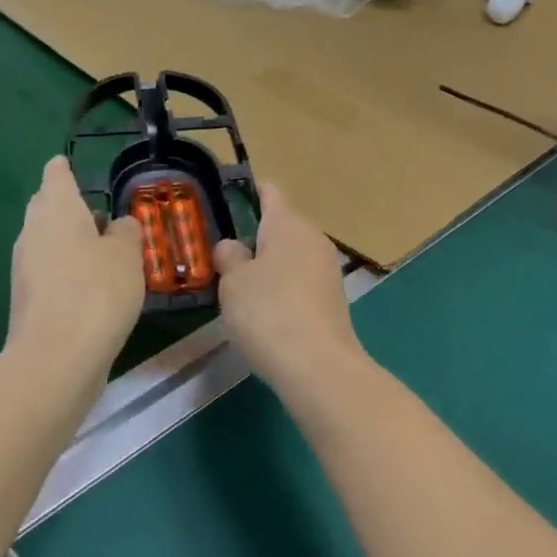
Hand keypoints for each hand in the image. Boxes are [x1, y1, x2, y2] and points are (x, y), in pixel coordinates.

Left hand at [5, 158, 144, 377]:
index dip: (64, 169)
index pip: (56, 176)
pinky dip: (66, 267)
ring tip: (102, 247)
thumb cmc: (97, 292)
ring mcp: (25, 268)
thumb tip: (117, 226)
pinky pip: (48, 269)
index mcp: (57, 210)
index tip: (71, 165)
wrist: (57, 359)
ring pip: (47, 240)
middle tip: (95, 210)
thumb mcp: (127, 254)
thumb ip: (125, 232)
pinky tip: (92, 283)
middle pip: (46, 207)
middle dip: (66, 205)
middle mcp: (33, 233)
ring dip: (69, 239)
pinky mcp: (28, 300)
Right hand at [213, 185, 364, 400]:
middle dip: (256, 236)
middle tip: (223, 253)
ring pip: (292, 255)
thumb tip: (233, 246)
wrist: (318, 365)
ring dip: (269, 265)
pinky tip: (266, 311)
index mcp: (288, 224)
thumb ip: (230, 257)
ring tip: (239, 286)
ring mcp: (327, 269)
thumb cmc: (268, 312)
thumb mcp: (233, 283)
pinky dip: (283, 287)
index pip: (270, 193)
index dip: (250, 191)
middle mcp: (313, 238)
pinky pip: (301, 280)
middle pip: (281, 226)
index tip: (230, 194)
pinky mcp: (333, 298)